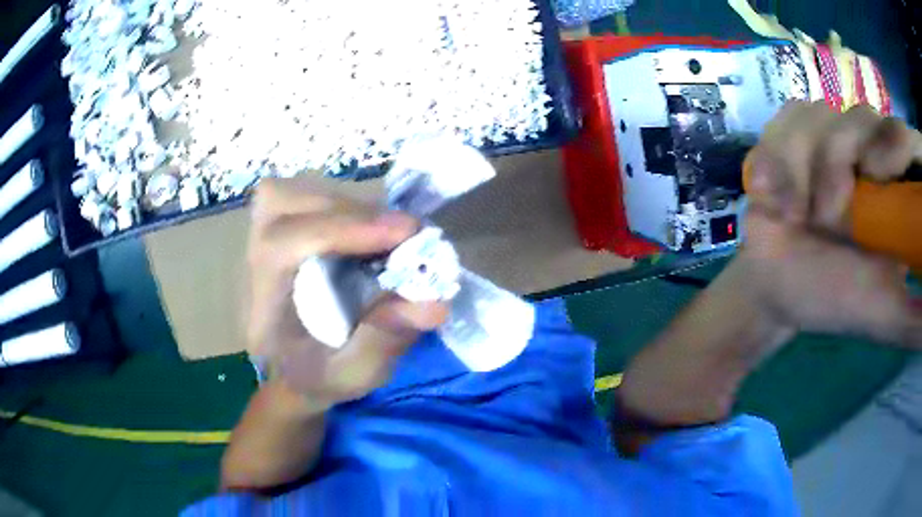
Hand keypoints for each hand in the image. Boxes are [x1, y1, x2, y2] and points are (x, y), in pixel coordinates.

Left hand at [247, 177, 447, 408]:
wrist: (294, 370)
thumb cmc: (319, 378)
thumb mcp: (354, 375)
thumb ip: (387, 340)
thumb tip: (435, 302)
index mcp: (261, 305)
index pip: (282, 245)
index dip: (340, 229)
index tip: (403, 234)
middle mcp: (255, 262)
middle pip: (289, 204)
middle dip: (352, 214)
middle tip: (406, 235)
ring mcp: (266, 237)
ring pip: (303, 192)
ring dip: (354, 208)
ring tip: (393, 236)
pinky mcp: (287, 227)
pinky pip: (316, 198)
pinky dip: (353, 210)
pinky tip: (376, 235)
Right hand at [740, 101, 921, 346]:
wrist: (778, 285)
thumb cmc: (835, 298)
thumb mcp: (885, 316)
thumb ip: (916, 319)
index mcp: (895, 189)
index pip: (903, 137)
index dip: (895, 142)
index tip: (878, 177)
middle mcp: (867, 150)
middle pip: (863, 116)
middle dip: (841, 163)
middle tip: (829, 219)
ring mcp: (828, 134)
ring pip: (819, 114)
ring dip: (803, 168)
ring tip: (795, 216)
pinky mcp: (790, 131)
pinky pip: (783, 119)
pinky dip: (775, 159)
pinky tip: (771, 197)